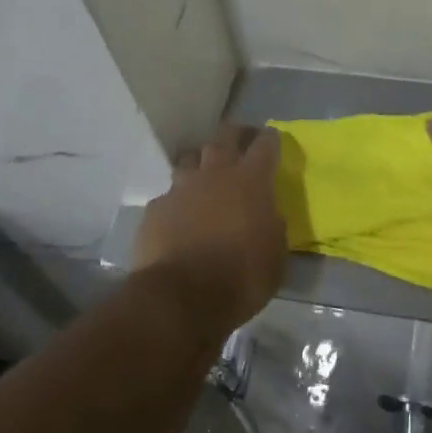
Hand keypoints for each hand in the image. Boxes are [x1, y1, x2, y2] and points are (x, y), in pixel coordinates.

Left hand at [134, 123, 288, 335]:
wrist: (182, 297)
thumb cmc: (241, 277)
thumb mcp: (275, 254)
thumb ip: (272, 225)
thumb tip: (266, 214)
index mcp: (251, 181)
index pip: (265, 144)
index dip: (270, 139)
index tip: (272, 138)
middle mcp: (215, 174)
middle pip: (224, 137)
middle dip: (235, 135)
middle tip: (240, 141)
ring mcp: (181, 188)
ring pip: (191, 159)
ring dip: (201, 163)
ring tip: (205, 175)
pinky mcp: (156, 208)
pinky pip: (169, 195)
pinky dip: (177, 201)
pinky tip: (179, 217)